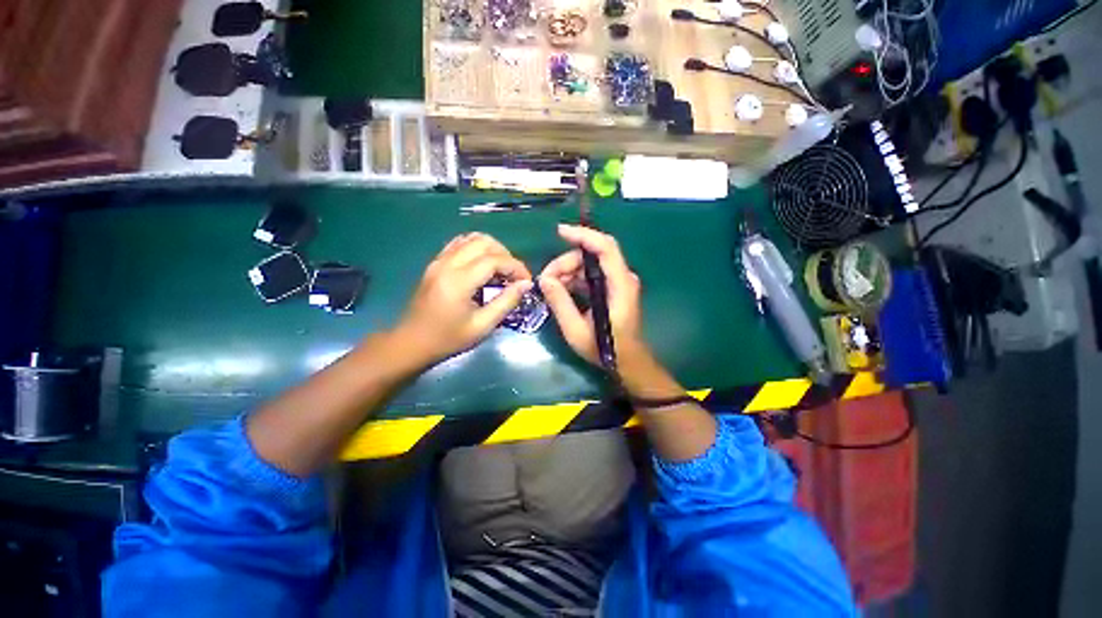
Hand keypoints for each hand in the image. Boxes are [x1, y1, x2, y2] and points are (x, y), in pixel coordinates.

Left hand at [394, 233, 531, 364]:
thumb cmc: (448, 339)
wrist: (411, 343)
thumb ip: (506, 302)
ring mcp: (439, 261)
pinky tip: (483, 266)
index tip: (526, 281)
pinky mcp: (435, 263)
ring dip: (492, 249)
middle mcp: (448, 264)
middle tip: (513, 276)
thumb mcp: (482, 326)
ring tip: (500, 270)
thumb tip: (525, 284)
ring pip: (471, 238)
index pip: (494, 260)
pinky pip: (459, 244)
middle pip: (484, 242)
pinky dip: (476, 248)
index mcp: (459, 281)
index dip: (516, 267)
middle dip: (506, 255)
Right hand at [539, 224, 652, 371]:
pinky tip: (561, 290)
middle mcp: (623, 278)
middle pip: (593, 255)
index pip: (606, 248)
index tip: (560, 231)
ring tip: (550, 288)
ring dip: (568, 271)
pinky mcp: (613, 288)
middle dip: (566, 262)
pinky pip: (591, 274)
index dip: (584, 235)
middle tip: (545, 280)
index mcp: (620, 286)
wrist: (627, 361)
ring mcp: (619, 282)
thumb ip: (560, 303)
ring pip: (590, 264)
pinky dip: (574, 279)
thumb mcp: (576, 330)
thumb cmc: (605, 349)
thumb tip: (544, 279)